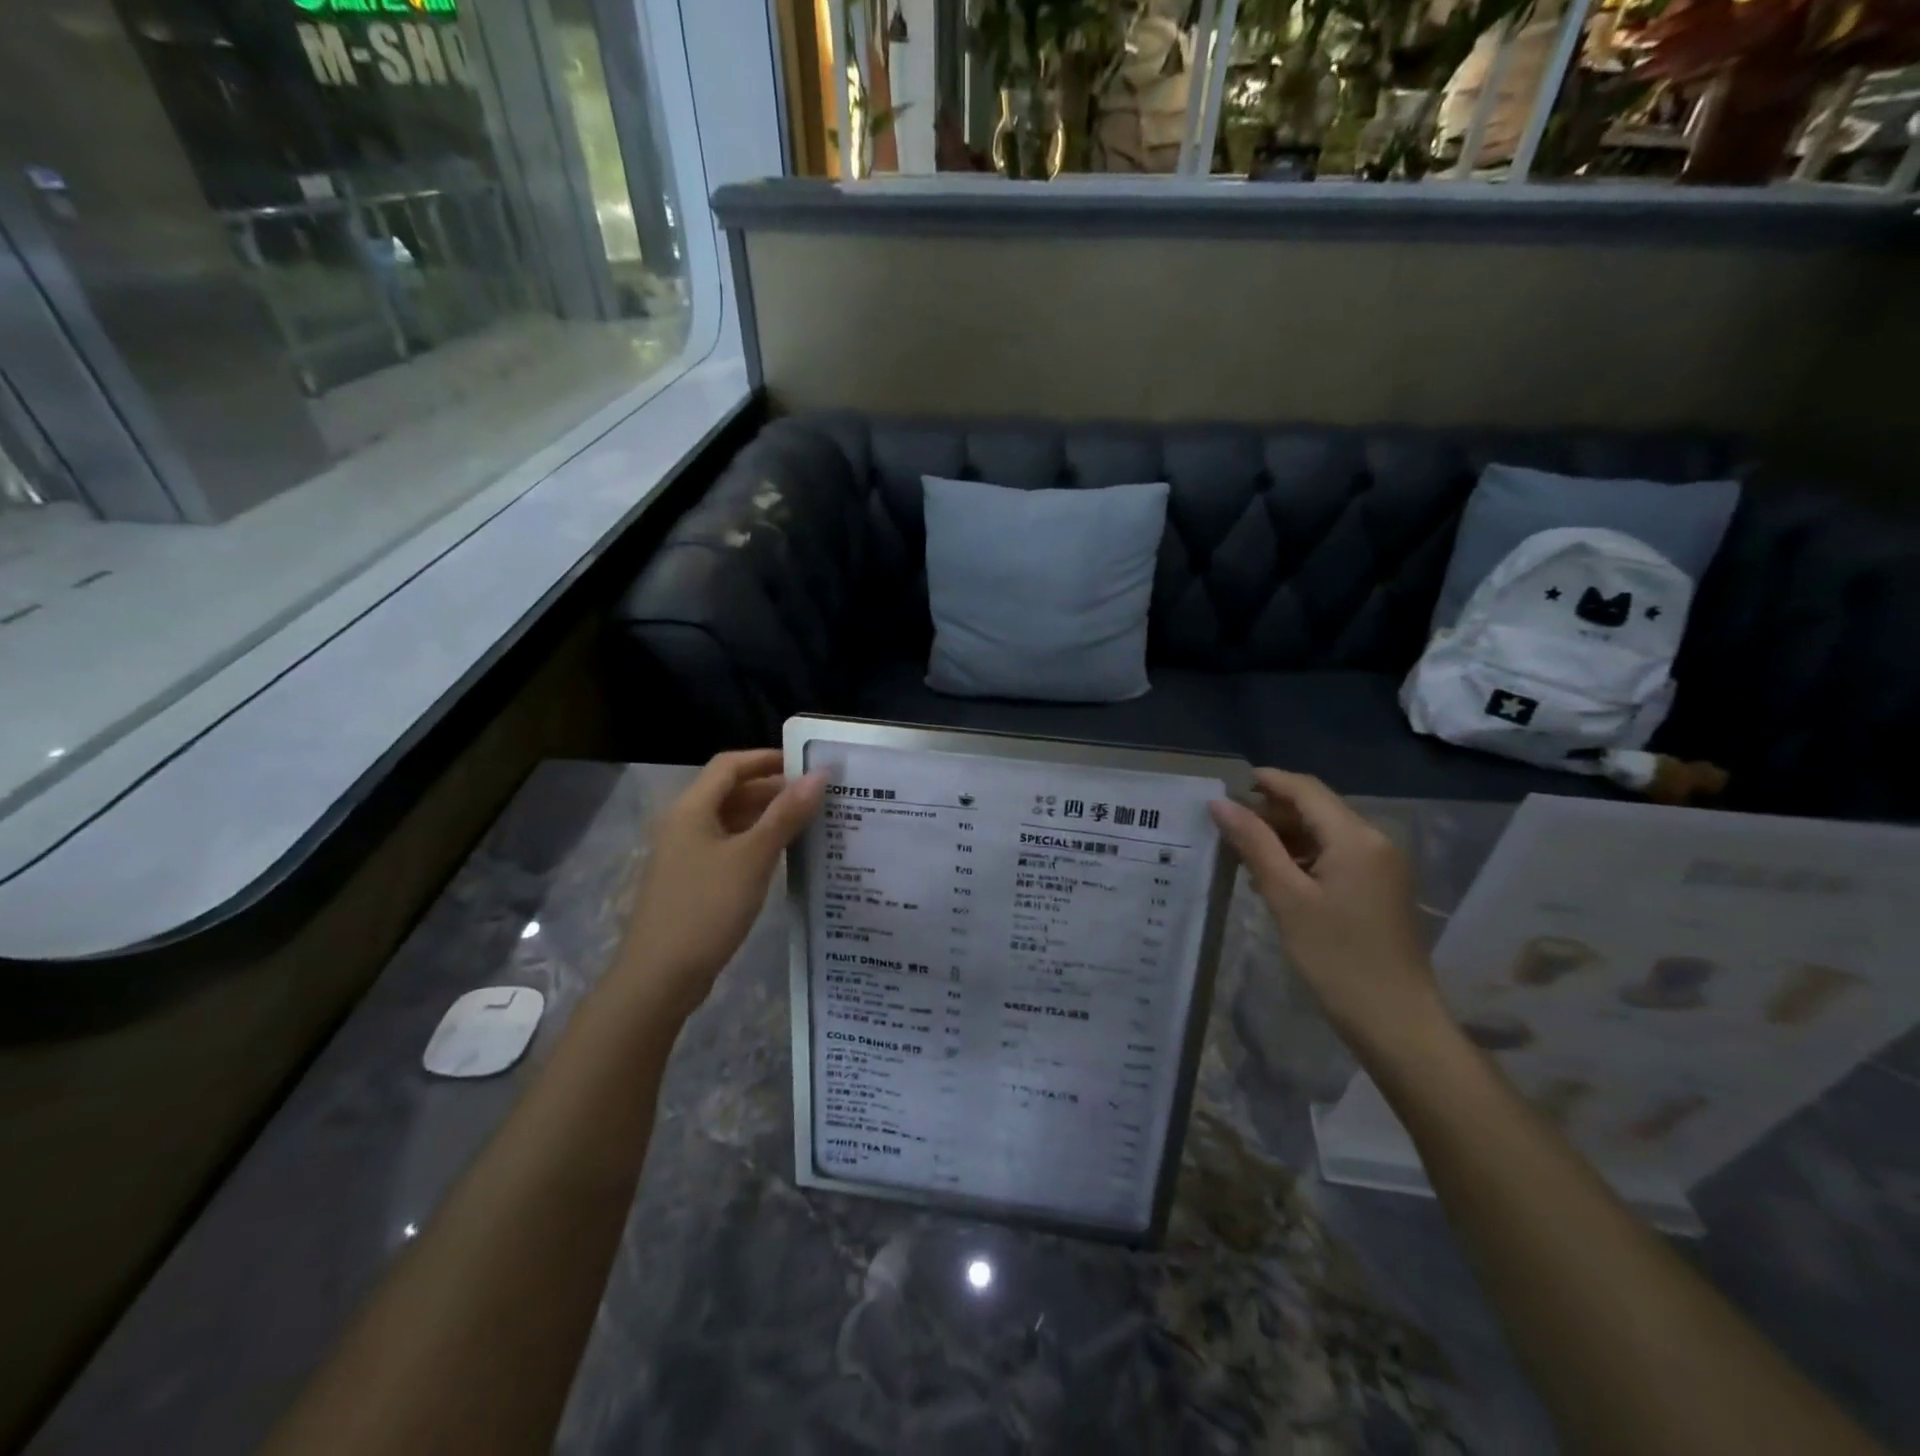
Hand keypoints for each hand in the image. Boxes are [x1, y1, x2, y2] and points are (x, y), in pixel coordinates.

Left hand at [616, 750, 823, 1021]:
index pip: (730, 765)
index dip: (767, 759)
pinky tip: (784, 856)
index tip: (807, 764)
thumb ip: (786, 814)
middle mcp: (684, 824)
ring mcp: (685, 854)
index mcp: (691, 808)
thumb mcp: (753, 857)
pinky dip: (755, 843)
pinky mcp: (691, 881)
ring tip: (810, 822)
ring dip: (767, 817)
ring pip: (731, 821)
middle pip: (730, 792)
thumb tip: (819, 775)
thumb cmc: (706, 908)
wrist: (659, 977)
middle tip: (818, 797)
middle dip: (773, 789)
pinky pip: (727, 847)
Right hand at [1211, 769, 1446, 1056]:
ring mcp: (1382, 866)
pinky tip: (1273, 877)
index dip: (1266, 781)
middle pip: (1316, 809)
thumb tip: (1220, 803)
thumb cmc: (1336, 957)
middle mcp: (1375, 841)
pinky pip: (1336, 857)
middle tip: (1226, 826)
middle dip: (1271, 812)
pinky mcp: (1380, 889)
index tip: (1226, 785)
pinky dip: (1303, 858)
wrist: (1396, 1021)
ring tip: (1241, 853)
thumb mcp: (1286, 897)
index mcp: (1356, 837)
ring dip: (1284, 837)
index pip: (1306, 790)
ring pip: (1325, 834)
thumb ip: (1254, 844)